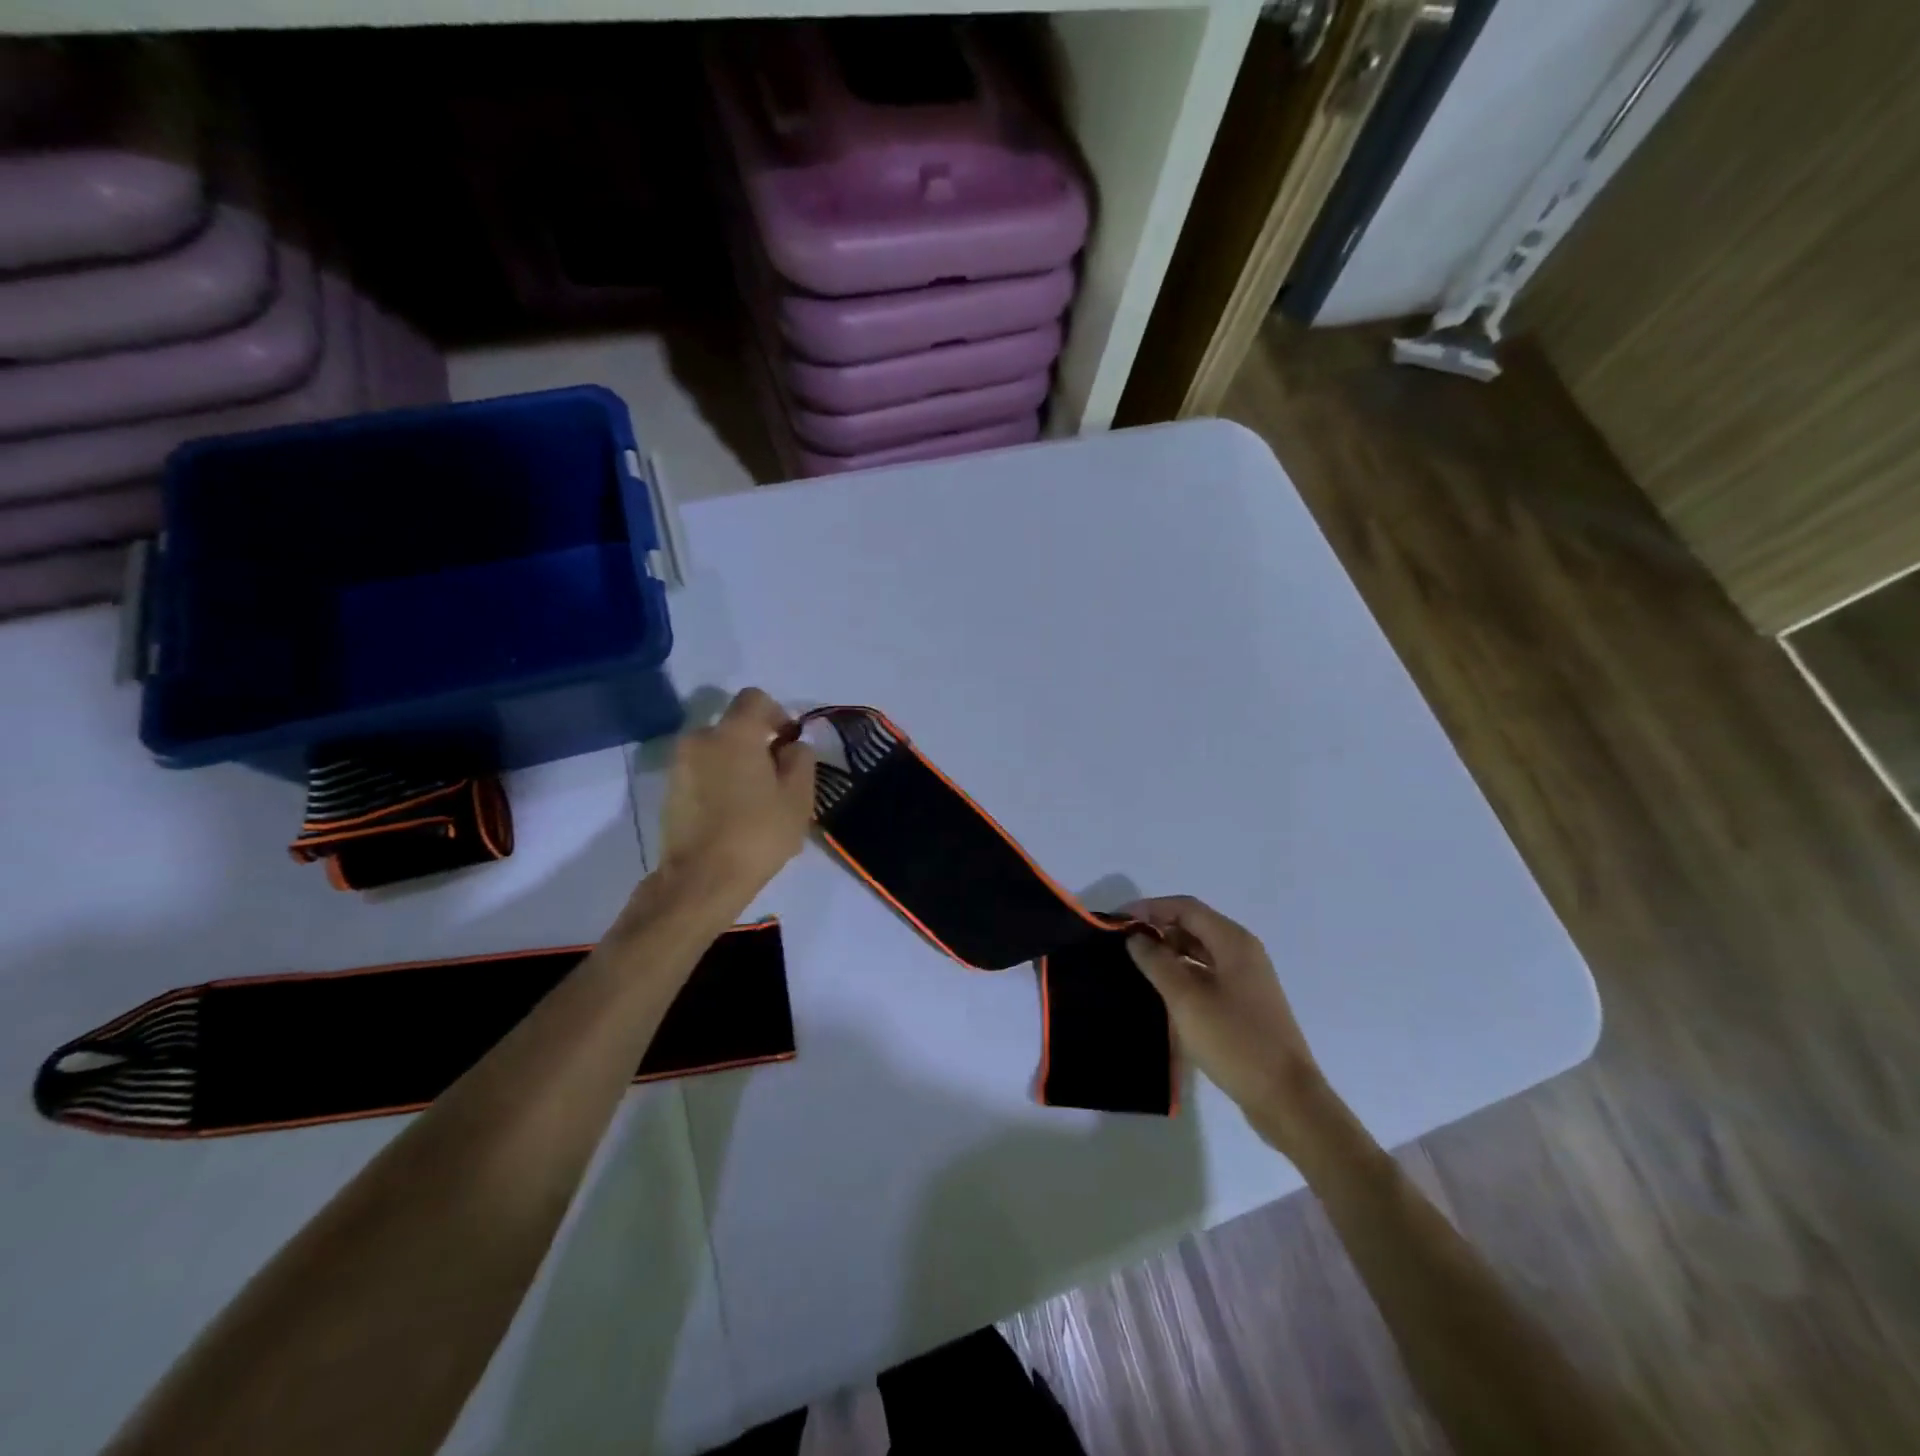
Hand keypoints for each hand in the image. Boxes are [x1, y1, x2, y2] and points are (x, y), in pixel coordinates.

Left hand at [657, 688, 817, 905]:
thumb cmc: (757, 833)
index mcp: (733, 733)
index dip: (778, 714)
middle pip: (734, 726)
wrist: (701, 880)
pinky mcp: (669, 791)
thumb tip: (791, 746)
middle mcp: (700, 738)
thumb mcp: (798, 796)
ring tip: (754, 800)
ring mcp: (679, 765)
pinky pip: (701, 772)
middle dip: (756, 743)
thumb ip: (800, 759)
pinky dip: (718, 781)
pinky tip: (732, 814)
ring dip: (736, 763)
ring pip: (716, 750)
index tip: (789, 742)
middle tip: (776, 777)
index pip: (755, 698)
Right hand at [1126, 896, 1327, 1155]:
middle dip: (1157, 928)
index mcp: (1233, 941)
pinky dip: (1182, 973)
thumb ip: (1157, 962)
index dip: (1149, 908)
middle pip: (1194, 925)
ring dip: (1168, 951)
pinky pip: (1207, 974)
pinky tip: (1161, 990)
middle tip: (1121, 943)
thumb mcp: (1186, 999)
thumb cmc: (1234, 1041)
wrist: (1286, 1098)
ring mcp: (1246, 979)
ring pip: (1200, 951)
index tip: (1116, 921)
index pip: (1185, 907)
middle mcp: (1242, 952)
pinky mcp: (1245, 1003)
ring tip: (1135, 964)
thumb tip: (1135, 937)